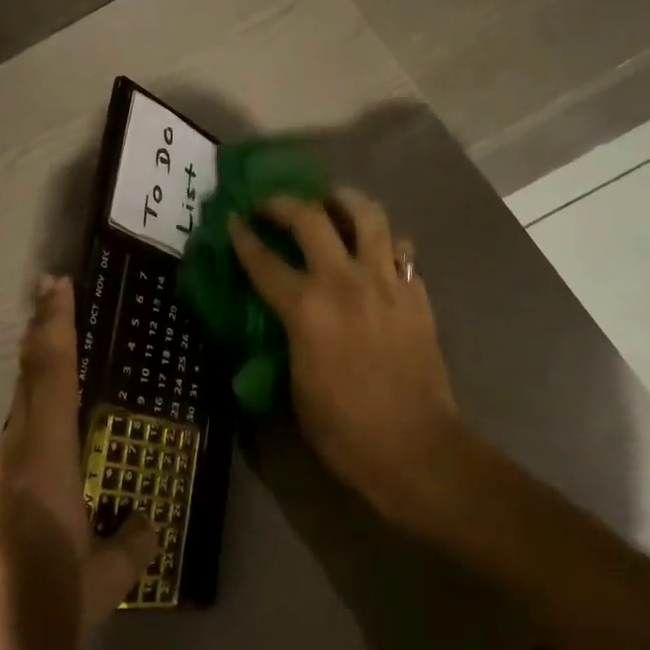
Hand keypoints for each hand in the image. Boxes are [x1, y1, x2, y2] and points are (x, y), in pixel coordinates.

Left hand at [0, 275, 157, 649]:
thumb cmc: (38, 609)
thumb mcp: (101, 586)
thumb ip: (131, 547)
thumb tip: (147, 522)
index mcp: (44, 460)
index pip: (50, 376)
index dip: (54, 326)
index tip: (57, 284)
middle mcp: (16, 452)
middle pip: (28, 375)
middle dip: (41, 328)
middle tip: (54, 289)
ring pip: (20, 398)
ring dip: (37, 361)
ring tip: (56, 335)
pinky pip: (19, 425)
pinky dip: (34, 397)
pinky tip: (50, 410)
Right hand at [228, 191, 472, 533]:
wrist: (414, 448)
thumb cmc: (343, 428)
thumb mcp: (295, 383)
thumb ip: (288, 335)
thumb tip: (286, 313)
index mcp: (306, 308)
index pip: (263, 260)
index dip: (243, 236)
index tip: (232, 218)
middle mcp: (345, 282)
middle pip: (311, 218)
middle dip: (284, 203)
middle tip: (272, 205)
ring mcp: (386, 283)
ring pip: (368, 216)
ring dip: (344, 200)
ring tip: (331, 201)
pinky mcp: (416, 294)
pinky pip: (401, 250)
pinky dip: (384, 242)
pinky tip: (374, 250)